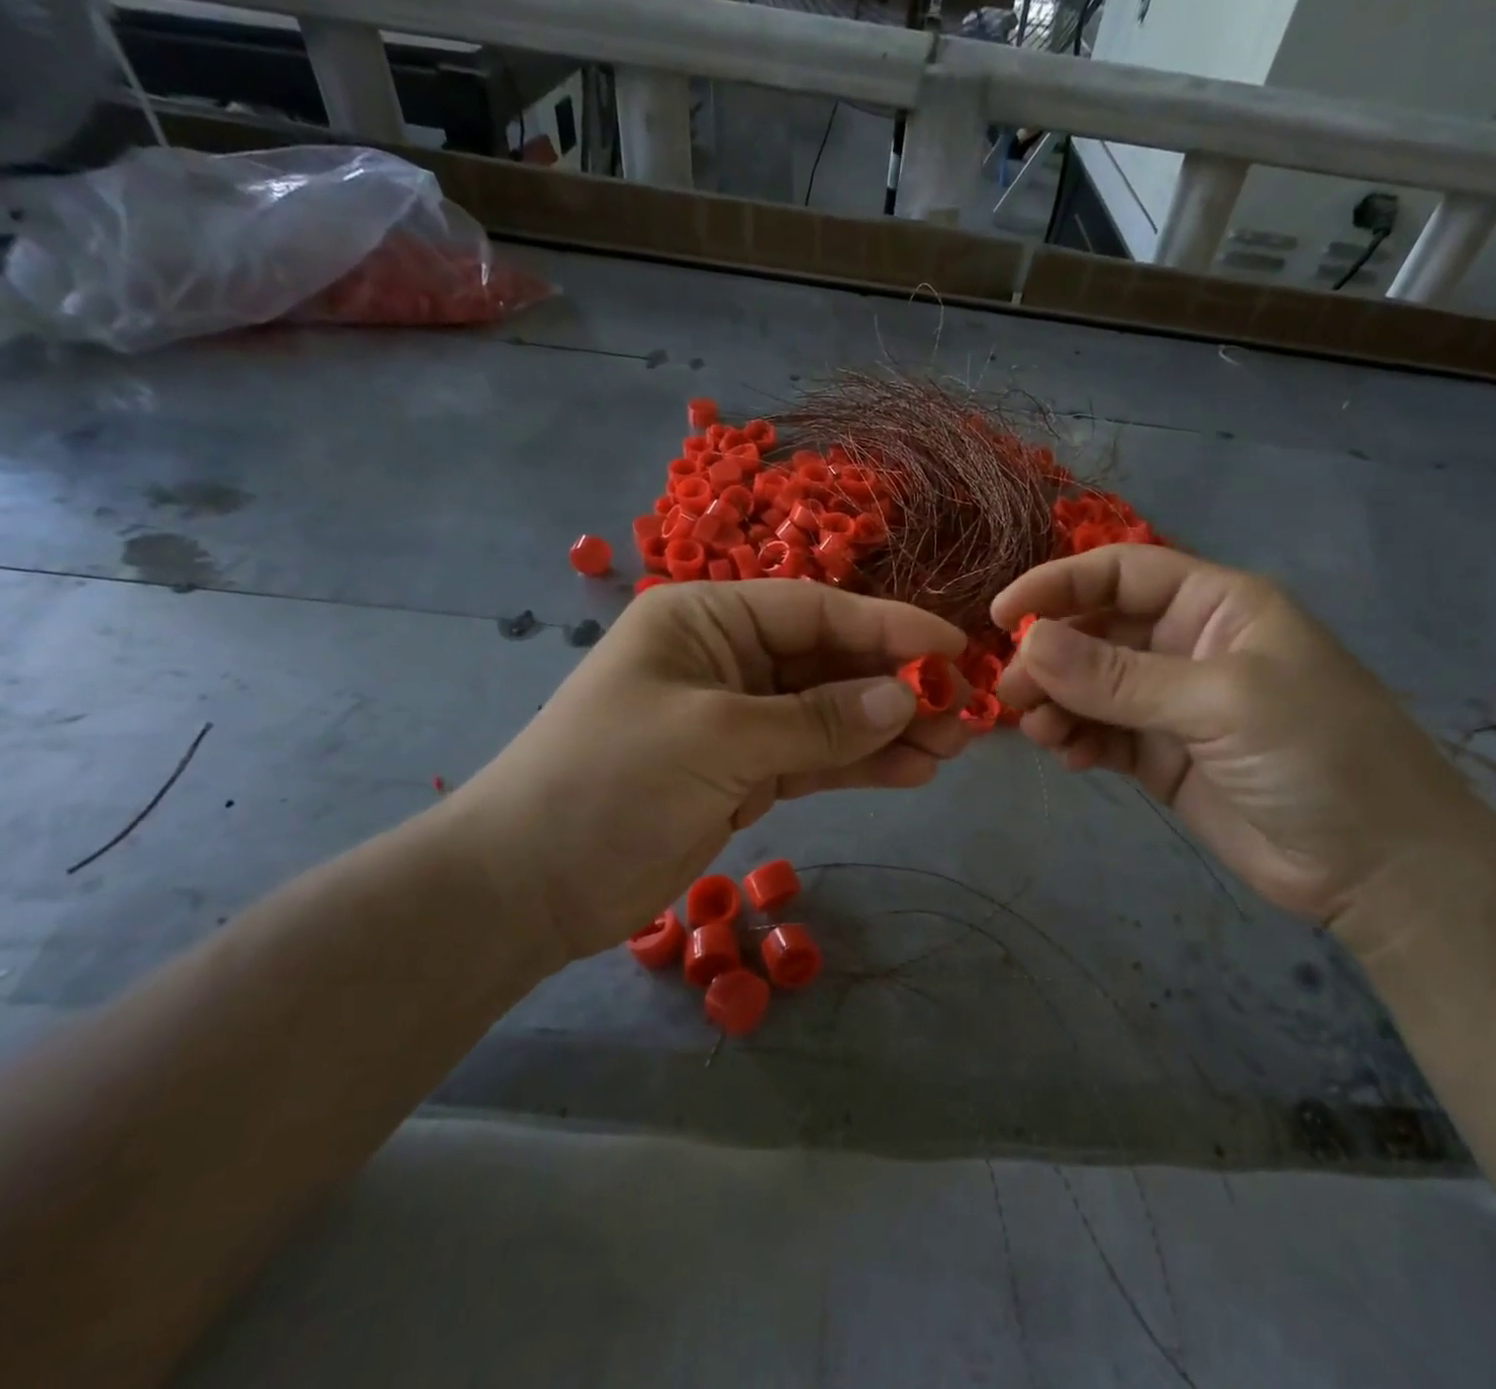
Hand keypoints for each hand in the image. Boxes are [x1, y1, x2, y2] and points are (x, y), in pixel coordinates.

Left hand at [441, 580, 968, 965]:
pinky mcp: (742, 773)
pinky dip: (858, 765)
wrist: (530, 884)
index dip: (889, 628)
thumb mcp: (718, 739)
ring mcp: (737, 719)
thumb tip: (907, 697)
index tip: (955, 649)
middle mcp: (727, 658)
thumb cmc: (611, 782)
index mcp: (707, 619)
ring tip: (952, 746)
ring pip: (829, 714)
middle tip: (965, 711)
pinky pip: (813, 759)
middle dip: (896, 686)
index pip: (816, 610)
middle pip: (830, 662)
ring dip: (888, 729)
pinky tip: (911, 772)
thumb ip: (817, 720)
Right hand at [994, 546, 1490, 926]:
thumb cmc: (1319, 755)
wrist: (1377, 868)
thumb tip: (1028, 642)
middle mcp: (1187, 645)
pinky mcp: (1160, 756)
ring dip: (1055, 702)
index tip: (1002, 612)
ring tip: (1038, 730)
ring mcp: (1171, 704)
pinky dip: (1075, 740)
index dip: (1059, 583)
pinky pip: (1101, 734)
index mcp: (1216, 606)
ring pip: (1090, 687)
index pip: (1122, 572)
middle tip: (1010, 691)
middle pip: (1096, 630)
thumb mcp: (1220, 701)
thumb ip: (1119, 675)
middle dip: (1049, 655)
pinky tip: (1067, 757)